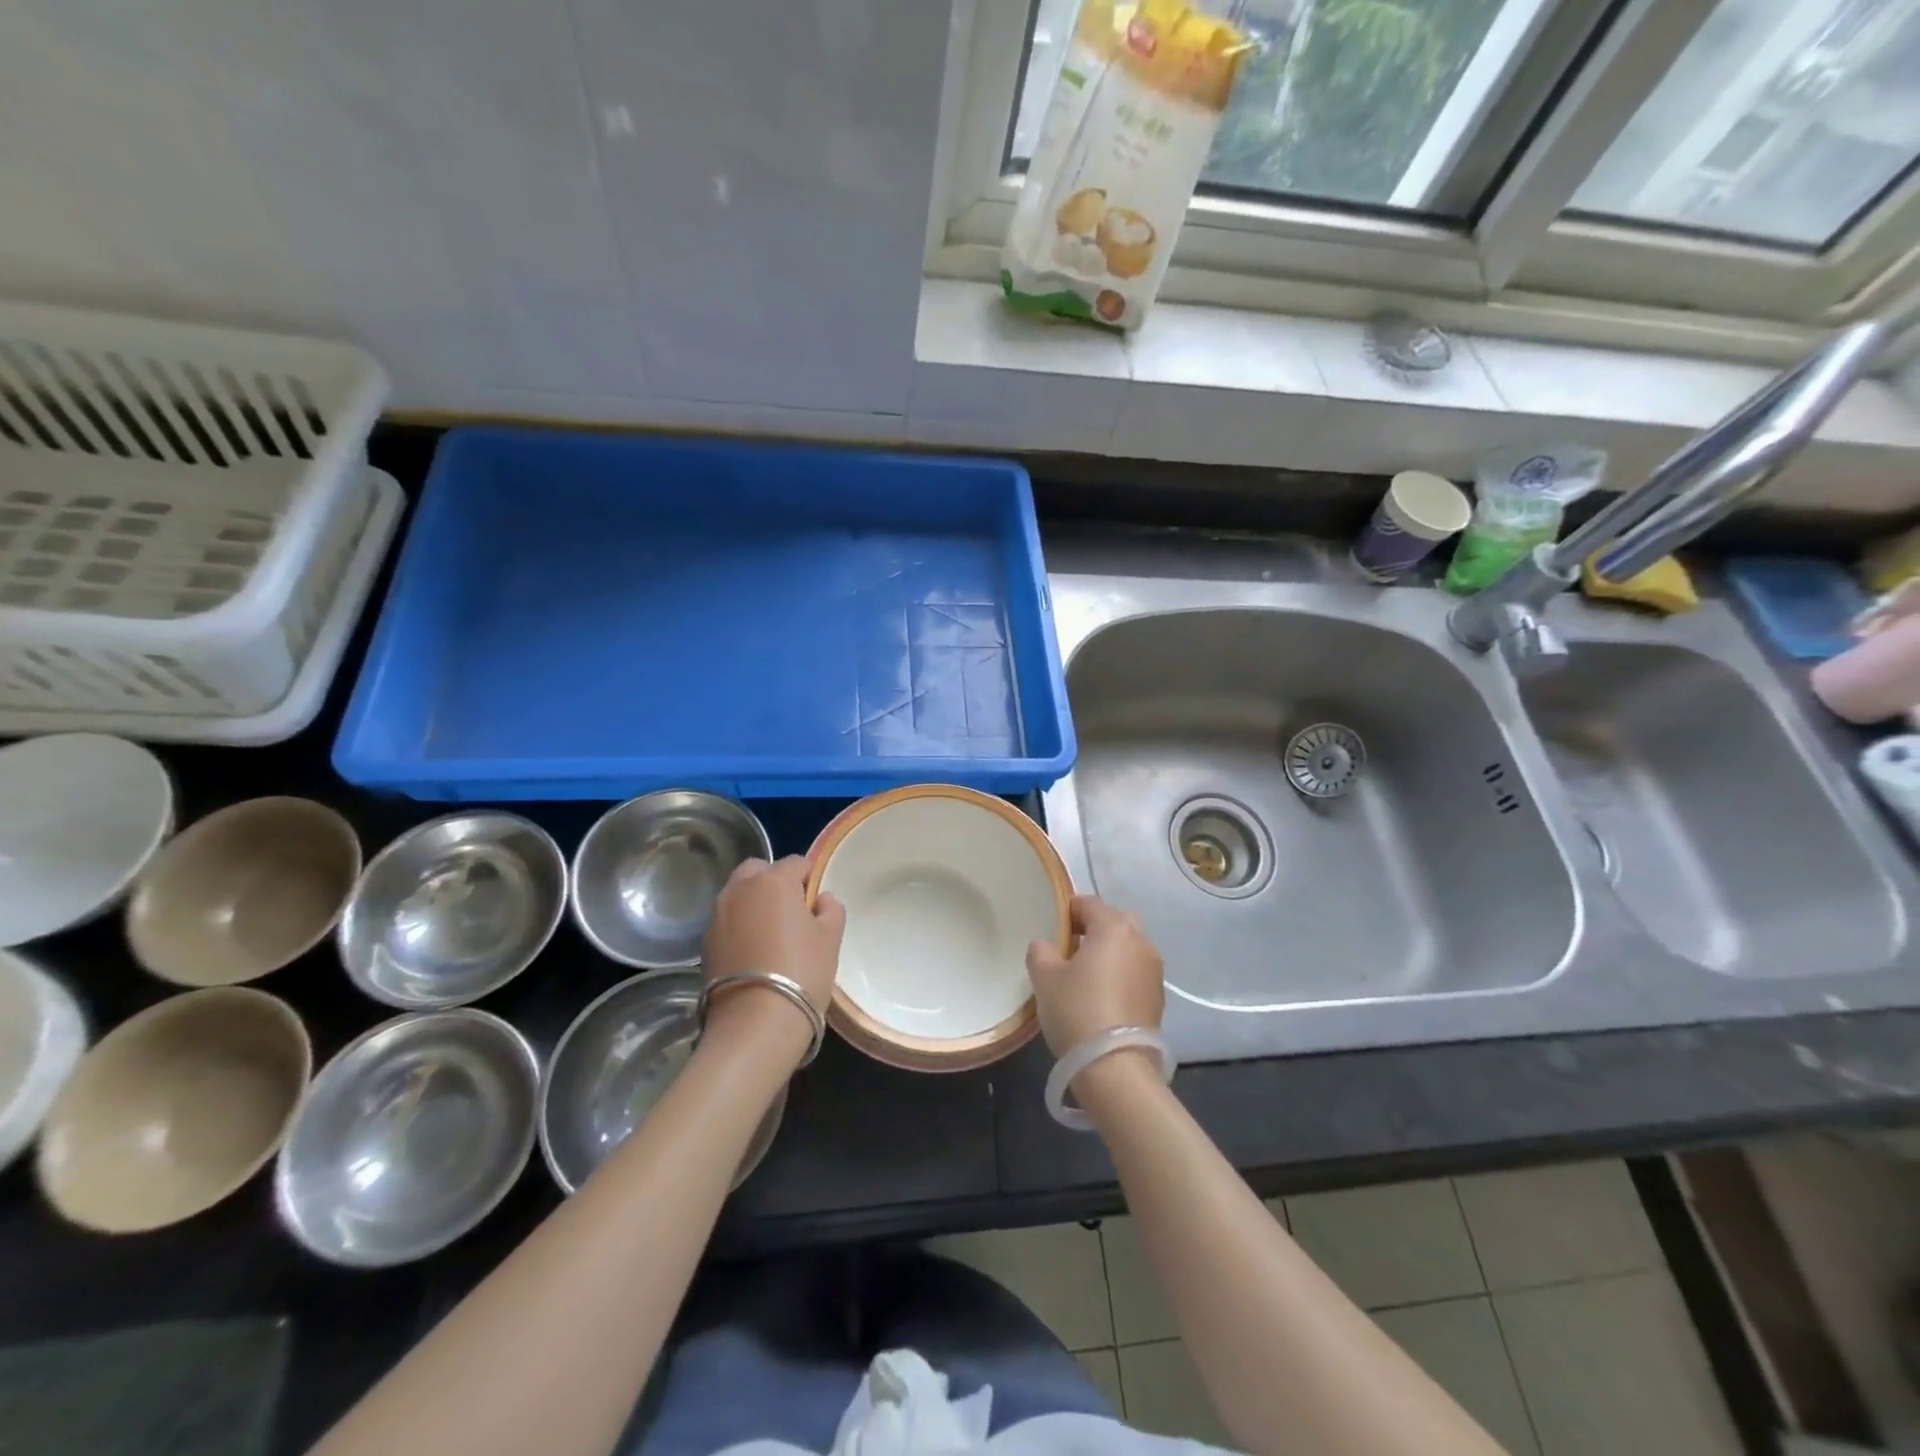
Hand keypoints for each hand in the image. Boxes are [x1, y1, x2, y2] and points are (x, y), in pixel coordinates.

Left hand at [701, 856, 844, 1059]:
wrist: (754, 1023)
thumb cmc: (802, 971)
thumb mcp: (831, 939)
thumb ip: (831, 909)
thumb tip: (822, 899)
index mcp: (774, 880)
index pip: (797, 863)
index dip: (810, 880)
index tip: (816, 904)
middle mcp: (740, 889)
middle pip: (759, 871)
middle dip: (774, 882)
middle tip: (791, 913)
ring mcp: (717, 915)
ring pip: (738, 895)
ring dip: (753, 904)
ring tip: (770, 935)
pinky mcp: (704, 942)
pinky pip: (727, 921)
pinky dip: (739, 927)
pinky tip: (752, 954)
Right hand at [1025, 895, 1163, 1054]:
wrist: (1116, 1067)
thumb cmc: (1077, 1011)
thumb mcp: (1044, 978)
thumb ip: (1041, 951)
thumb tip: (1046, 946)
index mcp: (1114, 928)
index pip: (1089, 903)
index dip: (1067, 910)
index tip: (1052, 927)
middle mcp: (1141, 942)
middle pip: (1115, 922)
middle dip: (1094, 929)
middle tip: (1070, 948)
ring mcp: (1154, 971)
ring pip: (1128, 948)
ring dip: (1110, 954)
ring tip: (1085, 976)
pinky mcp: (1159, 999)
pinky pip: (1135, 973)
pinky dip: (1120, 977)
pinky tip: (1101, 998)